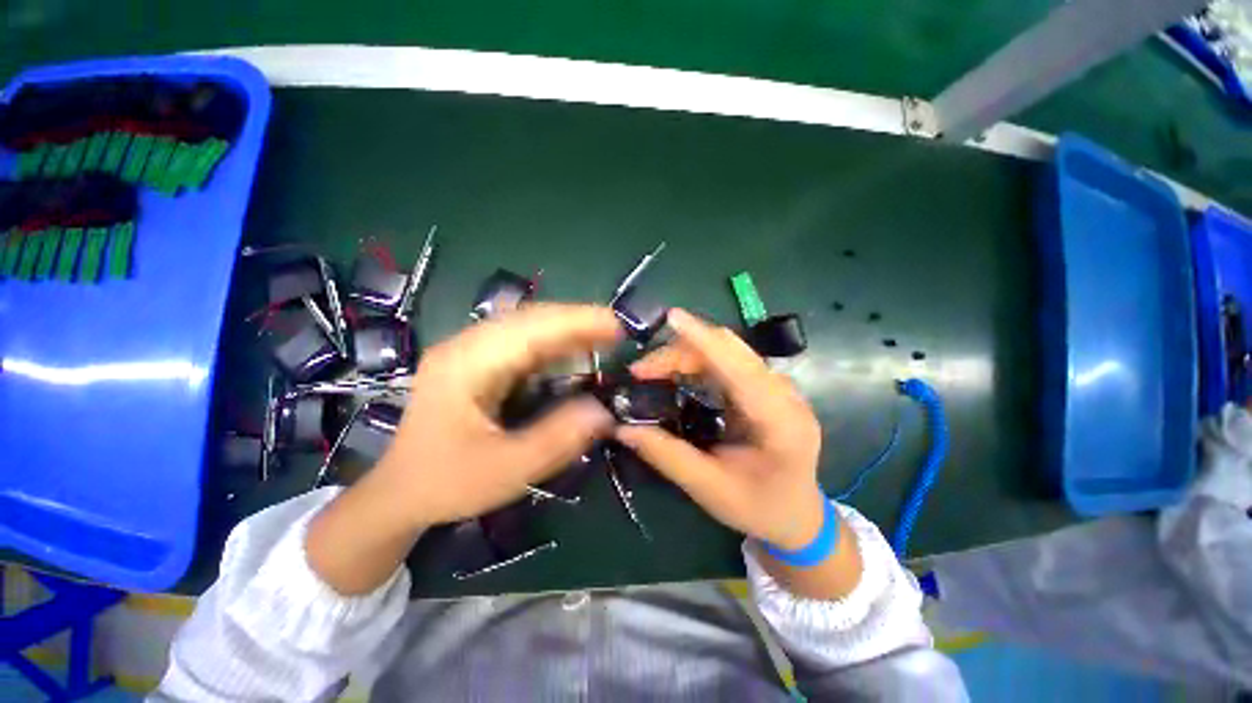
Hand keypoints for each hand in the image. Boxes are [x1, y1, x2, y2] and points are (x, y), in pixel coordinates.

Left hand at [373, 303, 620, 527]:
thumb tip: (605, 411)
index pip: (530, 329)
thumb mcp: (505, 471)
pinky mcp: (478, 362)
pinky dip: (554, 343)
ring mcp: (470, 351)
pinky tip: (574, 351)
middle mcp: (467, 346)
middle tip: (617, 332)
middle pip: (530, 319)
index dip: (577, 322)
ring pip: (528, 326)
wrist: (399, 493)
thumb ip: (557, 440)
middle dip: (577, 321)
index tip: (616, 326)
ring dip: (567, 329)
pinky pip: (522, 342)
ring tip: (604, 338)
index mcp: (466, 365)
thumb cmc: (446, 484)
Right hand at [615, 309, 827, 549]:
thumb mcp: (709, 489)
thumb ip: (667, 456)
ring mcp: (778, 387)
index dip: (704, 339)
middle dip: (682, 350)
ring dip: (688, 352)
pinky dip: (699, 359)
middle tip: (641, 370)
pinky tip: (677, 371)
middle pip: (731, 349)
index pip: (739, 366)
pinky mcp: (766, 387)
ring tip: (652, 371)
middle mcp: (784, 394)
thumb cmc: (759, 508)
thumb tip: (623, 429)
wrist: (799, 516)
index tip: (671, 319)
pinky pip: (730, 360)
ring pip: (729, 350)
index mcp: (780, 420)